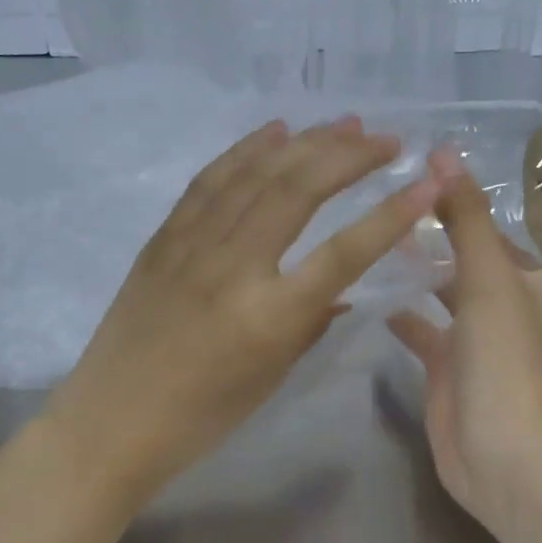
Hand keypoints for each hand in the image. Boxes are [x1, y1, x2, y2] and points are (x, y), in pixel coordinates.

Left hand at [44, 117, 439, 501]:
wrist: (112, 420)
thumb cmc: (202, 416)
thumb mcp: (272, 376)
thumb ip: (313, 323)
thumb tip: (343, 288)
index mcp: (271, 316)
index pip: (346, 252)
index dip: (392, 214)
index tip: (428, 181)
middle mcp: (234, 267)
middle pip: (299, 190)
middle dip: (349, 155)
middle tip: (387, 139)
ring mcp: (193, 245)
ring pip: (256, 174)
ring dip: (305, 142)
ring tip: (345, 122)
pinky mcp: (164, 237)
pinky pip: (210, 180)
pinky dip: (246, 149)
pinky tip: (274, 130)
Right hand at [388, 151, 541, 523]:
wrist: (497, 454)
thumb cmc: (510, 359)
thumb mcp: (490, 279)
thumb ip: (467, 217)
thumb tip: (443, 154)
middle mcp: (526, 315)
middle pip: (514, 269)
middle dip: (480, 237)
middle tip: (432, 199)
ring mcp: (487, 345)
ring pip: (465, 296)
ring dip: (437, 270)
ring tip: (395, 235)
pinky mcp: (453, 371)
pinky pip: (429, 333)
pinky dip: (408, 314)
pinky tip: (376, 291)